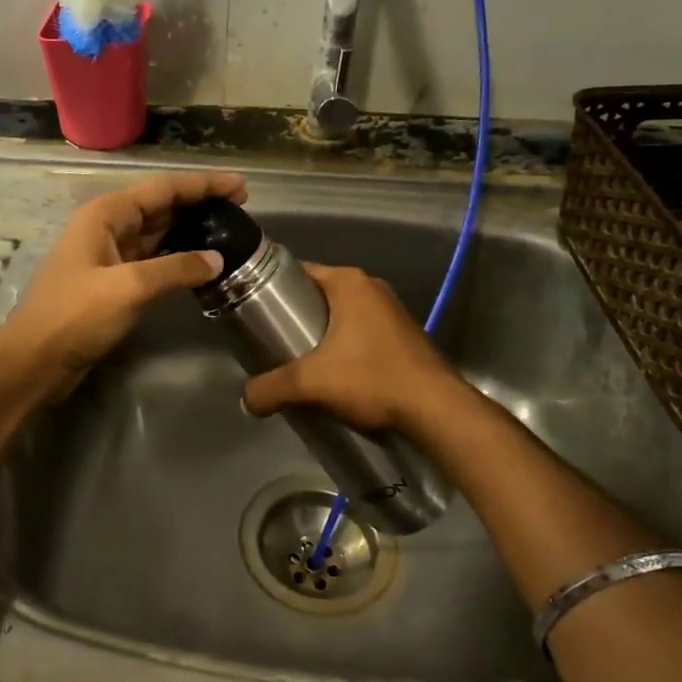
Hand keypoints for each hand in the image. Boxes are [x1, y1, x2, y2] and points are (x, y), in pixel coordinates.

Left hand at [0, 171, 246, 400]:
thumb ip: (176, 269)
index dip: (203, 185)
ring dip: (191, 229)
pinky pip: (154, 258)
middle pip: (162, 205)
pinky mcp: (115, 280)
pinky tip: (202, 262)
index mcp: (107, 214)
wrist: (36, 360)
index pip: (164, 189)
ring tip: (229, 229)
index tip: (240, 187)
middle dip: (200, 203)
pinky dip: (179, 256)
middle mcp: (109, 225)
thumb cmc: (76, 315)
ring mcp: (111, 253)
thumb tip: (216, 259)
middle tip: (242, 208)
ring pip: (159, 232)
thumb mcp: (129, 287)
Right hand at [242, 263, 465, 434]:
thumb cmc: (371, 379)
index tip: (253, 313)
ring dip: (320, 334)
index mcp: (349, 282)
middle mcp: (371, 287)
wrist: (436, 410)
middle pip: (318, 295)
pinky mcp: (402, 335)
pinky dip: (343, 346)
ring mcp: (391, 310)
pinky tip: (332, 374)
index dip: (272, 290)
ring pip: (340, 315)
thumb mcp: (311, 383)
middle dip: (294, 316)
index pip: (298, 272)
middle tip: (271, 342)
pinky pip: (361, 332)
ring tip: (297, 361)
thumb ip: (271, 388)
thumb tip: (246, 400)